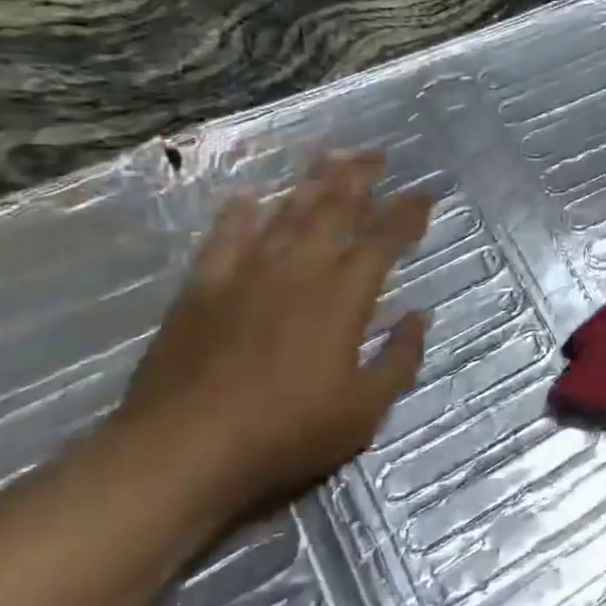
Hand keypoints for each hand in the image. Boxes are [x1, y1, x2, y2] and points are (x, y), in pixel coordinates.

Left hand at [116, 151, 432, 519]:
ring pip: (284, 215)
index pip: (384, 240)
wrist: (180, 452)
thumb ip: (399, 359)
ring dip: (308, 184)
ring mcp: (245, 276)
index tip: (425, 194)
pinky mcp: (201, 291)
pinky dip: (237, 215)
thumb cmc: (286, 433)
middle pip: (333, 210)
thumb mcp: (364, 410)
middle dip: (358, 178)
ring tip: (326, 156)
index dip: (408, 214)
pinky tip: (247, 197)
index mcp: (342, 296)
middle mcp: (298, 271)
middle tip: (375, 154)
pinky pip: (223, 239)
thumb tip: (419, 316)